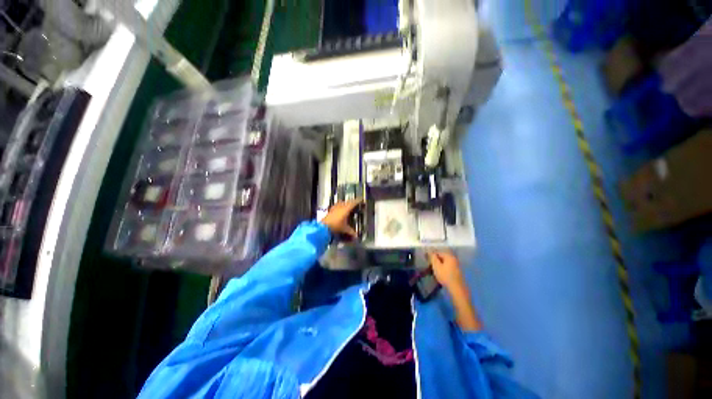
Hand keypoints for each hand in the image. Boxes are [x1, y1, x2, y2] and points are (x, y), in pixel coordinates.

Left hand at [321, 199, 362, 238]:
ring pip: (341, 202)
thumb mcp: (345, 229)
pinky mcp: (331, 209)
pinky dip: (339, 206)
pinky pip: (337, 205)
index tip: (361, 199)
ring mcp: (335, 207)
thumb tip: (356, 235)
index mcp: (346, 209)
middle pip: (348, 202)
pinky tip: (339, 209)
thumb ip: (351, 231)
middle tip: (355, 203)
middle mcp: (341, 206)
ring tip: (348, 205)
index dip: (358, 201)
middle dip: (352, 202)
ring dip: (345, 203)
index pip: (353, 203)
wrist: (324, 227)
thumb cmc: (336, 226)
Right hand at [428, 251, 480, 330]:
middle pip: (442, 257)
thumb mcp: (436, 266)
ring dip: (440, 265)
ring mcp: (457, 265)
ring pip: (445, 262)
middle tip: (430, 265)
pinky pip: (448, 267)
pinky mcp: (457, 272)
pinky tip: (441, 274)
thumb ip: (432, 257)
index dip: (431, 255)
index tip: (427, 260)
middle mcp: (454, 259)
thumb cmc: (445, 276)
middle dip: (436, 260)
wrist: (457, 289)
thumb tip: (429, 251)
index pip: (438, 252)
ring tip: (434, 270)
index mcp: (449, 256)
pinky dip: (444, 268)